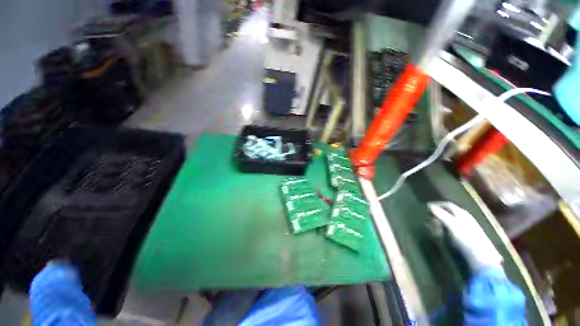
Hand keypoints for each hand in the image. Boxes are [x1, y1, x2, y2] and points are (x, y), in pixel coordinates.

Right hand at [427, 202, 502, 270]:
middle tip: (427, 217)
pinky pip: (452, 230)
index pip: (447, 205)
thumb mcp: (452, 226)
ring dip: (440, 222)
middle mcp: (465, 219)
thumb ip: (441, 215)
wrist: (482, 260)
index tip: (425, 207)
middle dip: (437, 214)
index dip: (436, 205)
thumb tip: (429, 206)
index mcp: (463, 214)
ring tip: (432, 226)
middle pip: (449, 212)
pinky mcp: (467, 238)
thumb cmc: (467, 241)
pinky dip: (444, 230)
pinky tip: (441, 235)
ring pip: (450, 221)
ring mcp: (467, 229)